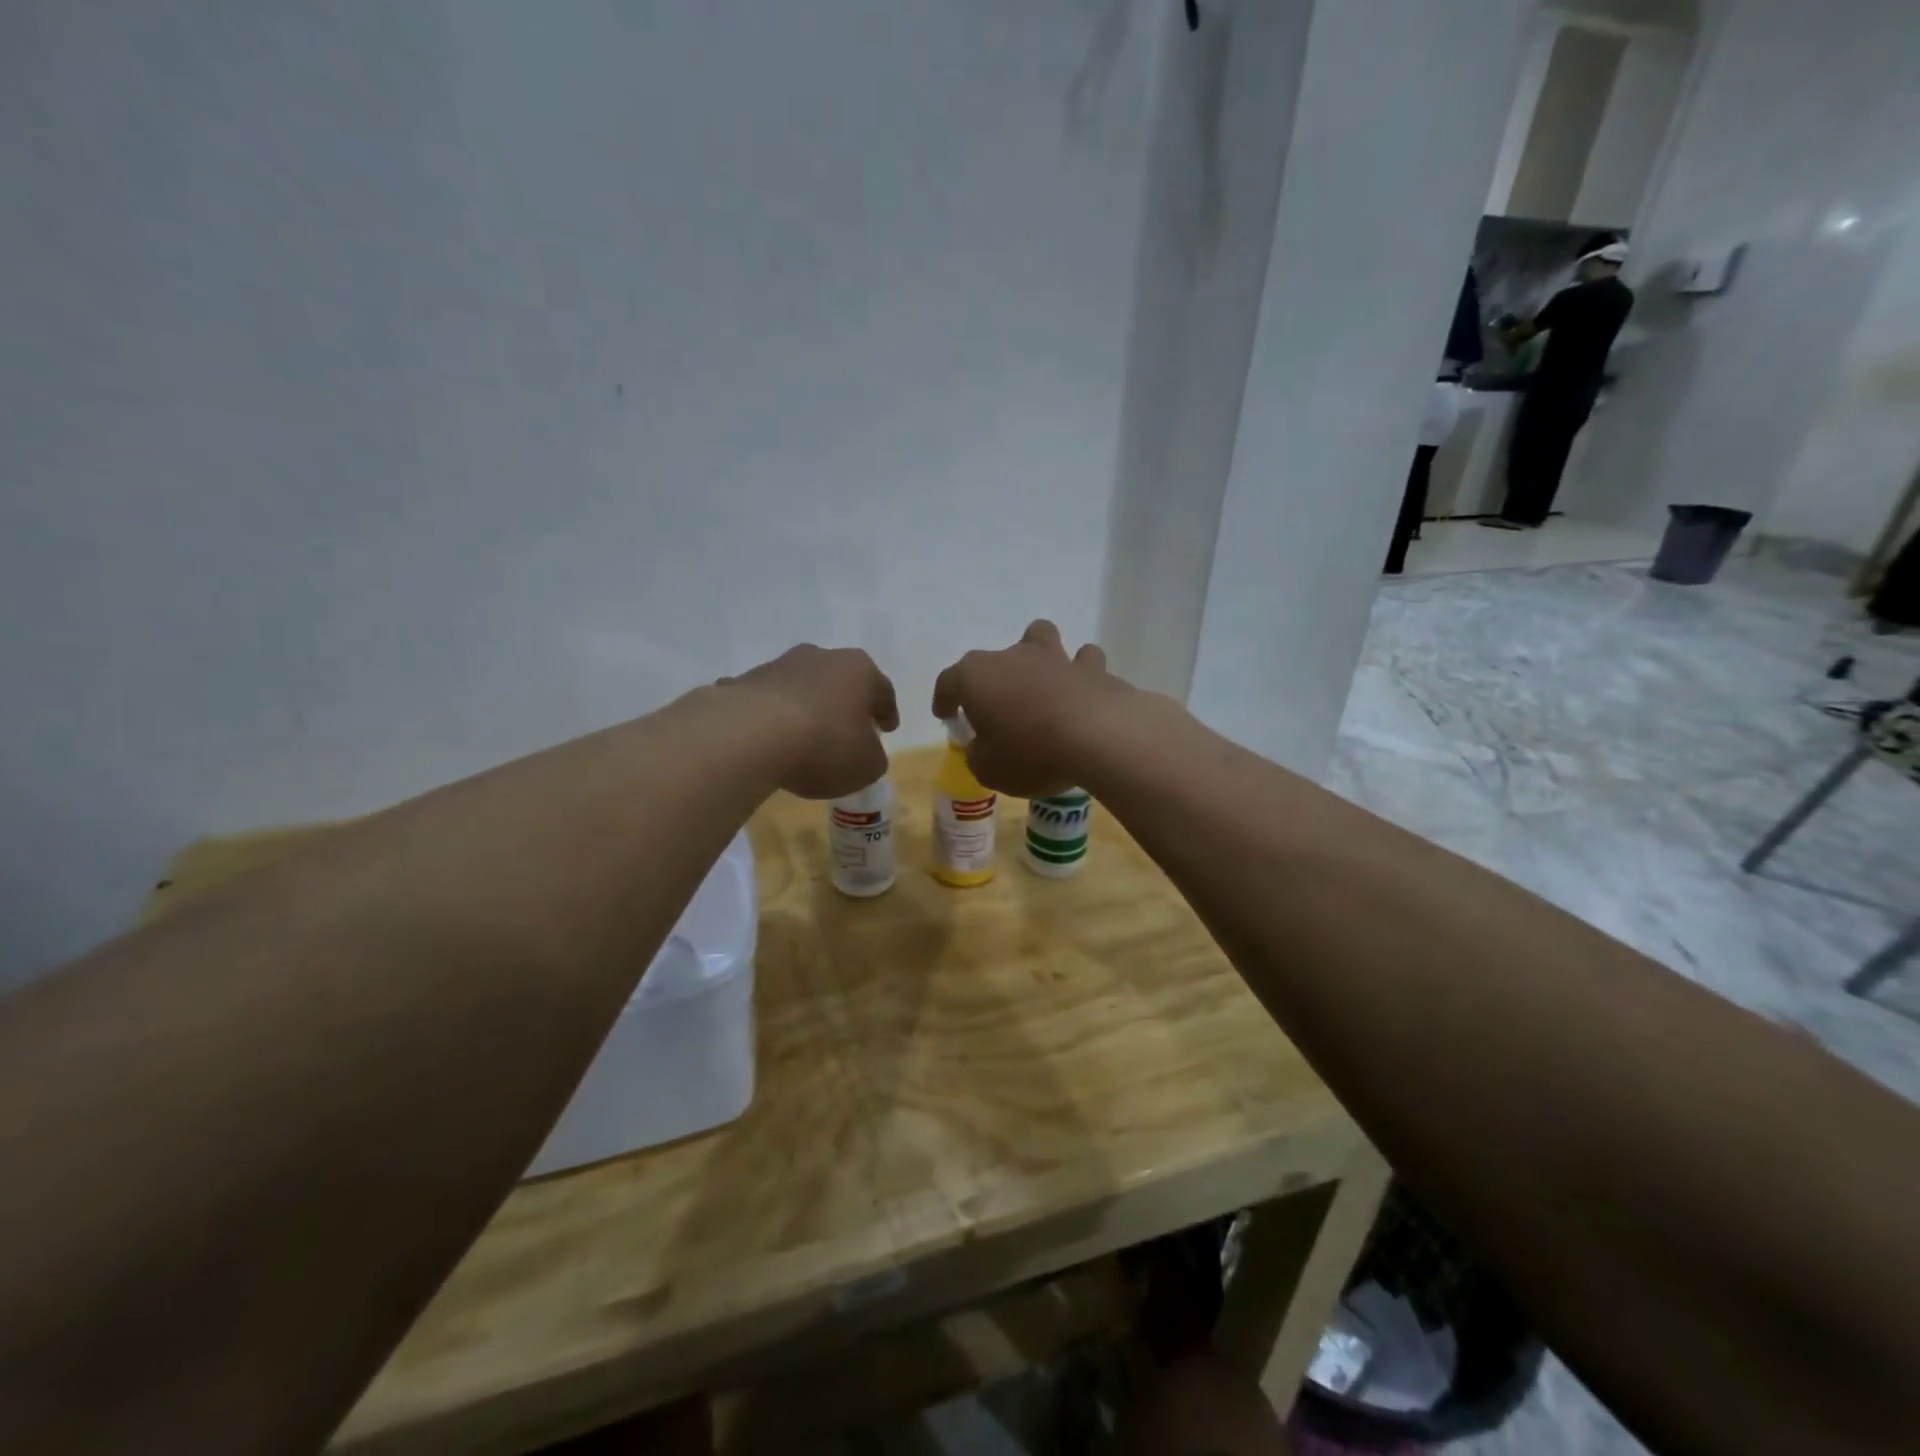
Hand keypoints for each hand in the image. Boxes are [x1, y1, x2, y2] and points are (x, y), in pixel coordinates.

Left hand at [723, 645, 897, 799]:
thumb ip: (873, 757)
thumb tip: (865, 751)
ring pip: (802, 687)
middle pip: (841, 681)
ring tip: (804, 737)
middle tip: (848, 729)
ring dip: (807, 707)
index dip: (887, 712)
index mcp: (859, 670)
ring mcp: (779, 666)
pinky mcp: (744, 682)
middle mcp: (821, 657)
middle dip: (845, 704)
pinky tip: (767, 740)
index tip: (888, 728)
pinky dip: (770, 717)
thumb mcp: (866, 766)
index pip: (882, 690)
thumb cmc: (823, 746)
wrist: (749, 737)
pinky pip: (766, 702)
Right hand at [930, 620, 1127, 796]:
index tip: (946, 715)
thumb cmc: (1030, 753)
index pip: (948, 682)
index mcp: (976, 677)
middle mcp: (1012, 656)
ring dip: (1038, 655)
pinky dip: (1081, 673)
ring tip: (1042, 682)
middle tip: (998, 709)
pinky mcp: (1092, 668)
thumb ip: (978, 755)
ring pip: (1040, 637)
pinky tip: (1083, 690)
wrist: (1097, 738)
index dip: (944, 699)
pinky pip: (1083, 661)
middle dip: (992, 680)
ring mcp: (1054, 657)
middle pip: (994, 658)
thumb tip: (981, 747)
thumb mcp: (988, 769)